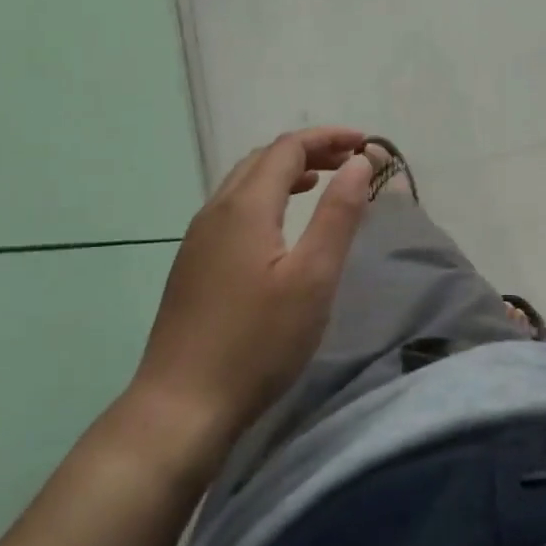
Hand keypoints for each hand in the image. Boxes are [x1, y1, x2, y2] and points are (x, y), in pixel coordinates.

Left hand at [132, 127, 372, 458]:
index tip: (365, 144)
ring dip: (286, 172)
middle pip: (264, 158)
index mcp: (245, 206)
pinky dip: (266, 197)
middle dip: (309, 150)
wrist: (180, 407)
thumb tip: (357, 163)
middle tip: (349, 162)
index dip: (328, 138)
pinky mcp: (193, 263)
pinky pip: (233, 208)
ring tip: (322, 183)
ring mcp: (198, 237)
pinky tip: (281, 227)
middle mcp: (216, 210)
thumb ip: (338, 214)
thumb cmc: (257, 342)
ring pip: (245, 182)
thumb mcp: (313, 277)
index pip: (288, 148)